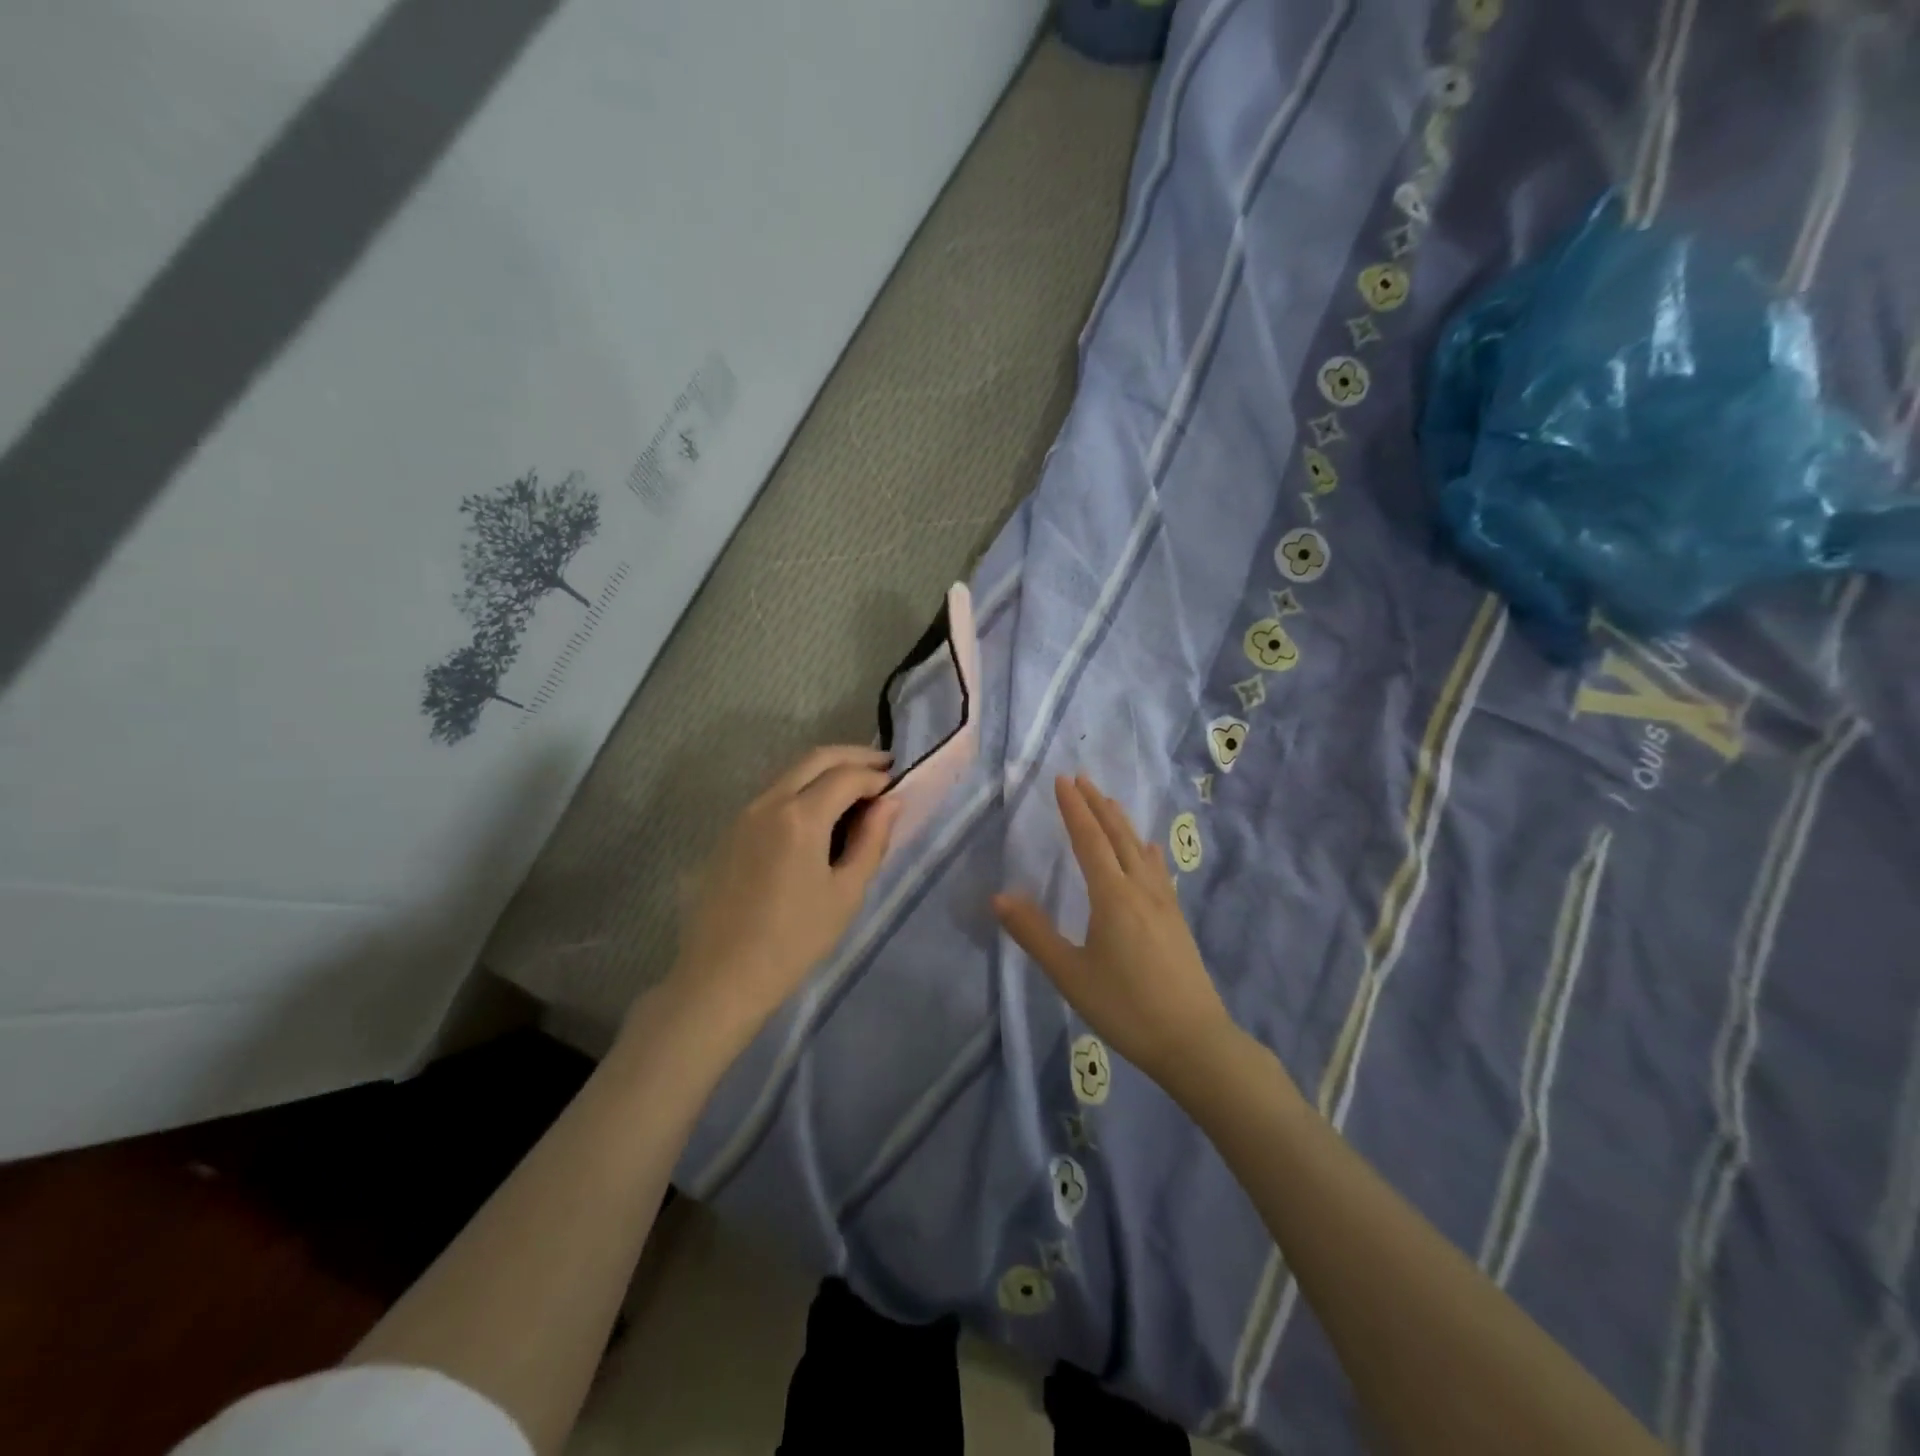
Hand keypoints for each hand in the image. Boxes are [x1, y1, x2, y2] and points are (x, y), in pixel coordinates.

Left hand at [665, 745, 898, 1043]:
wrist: (722, 976)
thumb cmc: (794, 940)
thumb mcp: (846, 894)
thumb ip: (871, 841)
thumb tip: (889, 803)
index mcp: (801, 817)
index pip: (847, 776)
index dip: (876, 776)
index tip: (897, 785)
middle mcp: (769, 802)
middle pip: (816, 758)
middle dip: (853, 756)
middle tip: (882, 766)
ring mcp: (744, 814)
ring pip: (791, 772)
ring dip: (826, 769)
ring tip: (855, 786)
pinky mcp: (730, 831)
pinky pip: (773, 793)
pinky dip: (802, 787)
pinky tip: (819, 811)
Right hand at [994, 776, 1236, 1092]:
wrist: (1193, 1041)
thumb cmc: (1125, 1008)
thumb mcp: (1070, 975)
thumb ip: (1034, 934)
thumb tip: (999, 897)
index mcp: (1112, 896)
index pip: (1089, 840)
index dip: (1074, 809)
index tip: (1062, 780)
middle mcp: (1140, 889)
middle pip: (1118, 836)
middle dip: (1098, 805)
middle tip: (1082, 779)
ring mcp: (1164, 903)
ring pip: (1140, 849)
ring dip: (1121, 822)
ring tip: (1110, 802)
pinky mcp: (1177, 919)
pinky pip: (1158, 869)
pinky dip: (1146, 849)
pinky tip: (1150, 850)